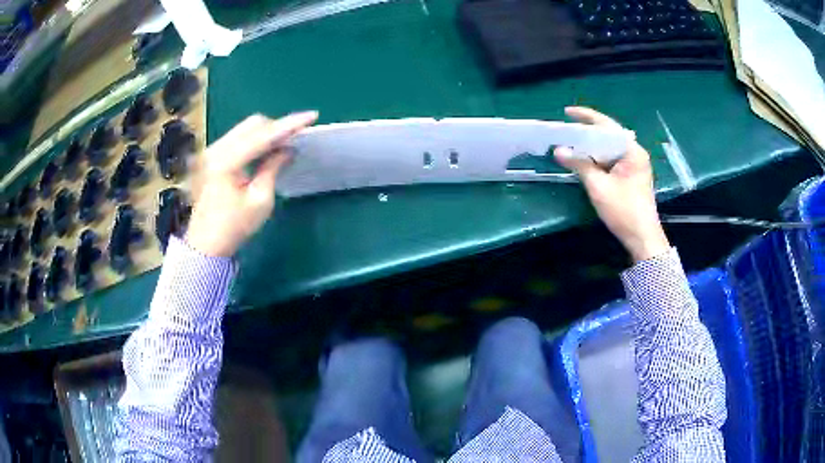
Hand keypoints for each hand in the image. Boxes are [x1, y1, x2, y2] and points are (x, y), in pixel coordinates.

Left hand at [186, 111, 317, 256]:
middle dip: (277, 127)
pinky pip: (236, 138)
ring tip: (283, 144)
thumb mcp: (260, 200)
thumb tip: (288, 148)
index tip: (312, 116)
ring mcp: (211, 151)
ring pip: (244, 129)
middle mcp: (216, 149)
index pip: (263, 135)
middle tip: (296, 138)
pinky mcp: (210, 157)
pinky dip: (253, 140)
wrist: (205, 244)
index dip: (289, 125)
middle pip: (252, 124)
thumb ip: (273, 167)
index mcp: (226, 161)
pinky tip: (264, 150)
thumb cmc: (234, 227)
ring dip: (265, 133)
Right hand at [554, 107, 668, 262]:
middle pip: (608, 135)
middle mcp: (635, 153)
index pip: (607, 125)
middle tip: (566, 130)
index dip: (587, 117)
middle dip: (587, 132)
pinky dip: (598, 159)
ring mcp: (634, 165)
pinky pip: (612, 160)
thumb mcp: (599, 187)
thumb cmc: (623, 211)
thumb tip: (558, 150)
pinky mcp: (631, 175)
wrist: (642, 237)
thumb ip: (580, 165)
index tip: (567, 112)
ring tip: (571, 143)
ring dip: (591, 147)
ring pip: (609, 148)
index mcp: (632, 151)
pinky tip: (584, 160)